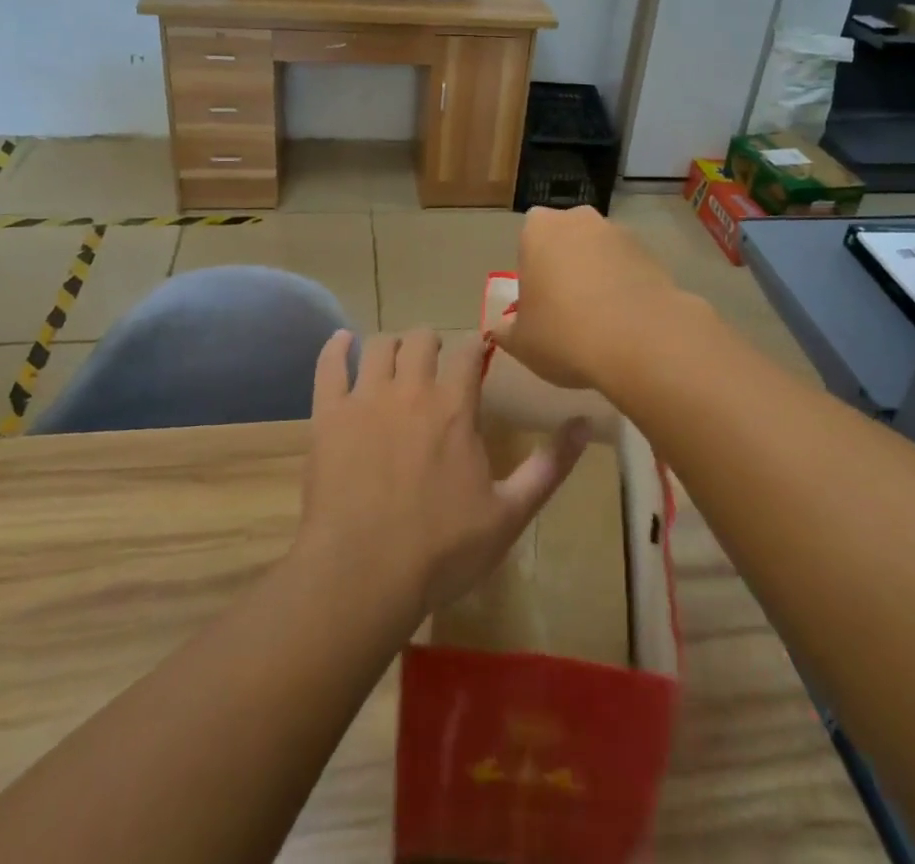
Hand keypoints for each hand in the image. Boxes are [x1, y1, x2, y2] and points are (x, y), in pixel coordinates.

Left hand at [295, 329, 588, 627]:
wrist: (362, 575)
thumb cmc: (441, 549)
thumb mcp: (509, 514)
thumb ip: (549, 466)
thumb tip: (587, 423)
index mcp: (454, 407)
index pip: (467, 352)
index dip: (474, 347)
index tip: (477, 353)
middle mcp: (410, 389)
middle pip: (420, 339)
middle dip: (430, 342)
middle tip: (434, 360)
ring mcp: (365, 399)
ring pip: (378, 346)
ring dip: (390, 346)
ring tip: (395, 358)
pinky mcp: (328, 415)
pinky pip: (329, 366)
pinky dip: (336, 348)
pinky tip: (341, 342)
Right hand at [493, 205, 685, 392]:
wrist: (641, 341)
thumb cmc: (564, 333)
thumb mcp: (520, 342)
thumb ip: (506, 328)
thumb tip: (504, 326)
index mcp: (539, 229)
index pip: (528, 238)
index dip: (532, 270)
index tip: (537, 301)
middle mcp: (580, 220)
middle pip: (566, 239)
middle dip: (565, 265)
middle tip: (565, 309)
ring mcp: (620, 233)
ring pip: (600, 252)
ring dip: (598, 275)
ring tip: (601, 321)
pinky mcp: (652, 254)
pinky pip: (628, 268)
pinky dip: (625, 287)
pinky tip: (626, 322)